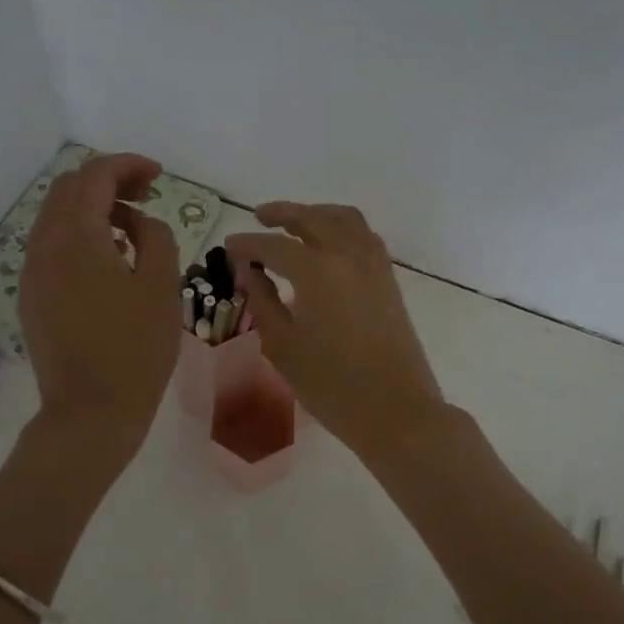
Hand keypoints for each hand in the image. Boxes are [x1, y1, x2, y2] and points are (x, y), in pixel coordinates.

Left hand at [20, 153, 180, 458]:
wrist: (90, 412)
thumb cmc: (135, 349)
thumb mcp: (162, 286)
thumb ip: (155, 237)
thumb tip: (139, 222)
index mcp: (76, 237)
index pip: (95, 175)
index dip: (128, 165)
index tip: (158, 176)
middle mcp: (44, 246)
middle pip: (68, 189)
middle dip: (108, 182)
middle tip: (146, 197)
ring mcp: (32, 273)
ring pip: (56, 217)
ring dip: (92, 209)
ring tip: (131, 229)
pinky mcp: (31, 296)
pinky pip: (51, 247)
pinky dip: (79, 236)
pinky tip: (109, 261)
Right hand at [225, 203, 445, 461]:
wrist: (395, 410)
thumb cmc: (331, 385)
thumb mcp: (283, 346)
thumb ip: (263, 302)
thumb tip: (249, 272)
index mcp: (317, 271)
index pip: (273, 246)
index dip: (247, 244)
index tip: (228, 246)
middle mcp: (348, 256)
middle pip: (312, 219)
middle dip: (282, 214)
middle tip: (259, 217)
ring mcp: (374, 265)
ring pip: (345, 219)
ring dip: (317, 213)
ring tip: (296, 223)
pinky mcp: (389, 280)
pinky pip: (365, 236)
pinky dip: (343, 228)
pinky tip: (330, 245)